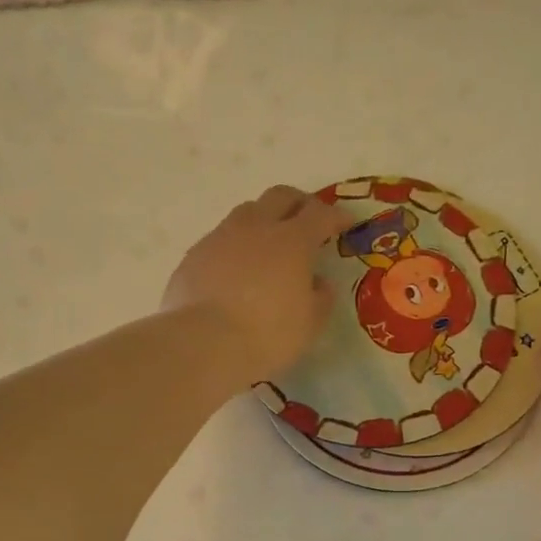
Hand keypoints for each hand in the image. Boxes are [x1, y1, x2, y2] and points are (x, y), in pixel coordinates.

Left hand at [163, 186, 349, 385]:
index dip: (336, 216)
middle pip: (281, 196)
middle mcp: (257, 227)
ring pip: (247, 212)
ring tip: (268, 245)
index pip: (321, 214)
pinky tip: (235, 271)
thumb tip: (318, 283)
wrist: (203, 343)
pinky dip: (235, 247)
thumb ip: (320, 298)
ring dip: (263, 221)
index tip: (346, 223)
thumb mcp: (309, 324)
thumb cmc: (267, 335)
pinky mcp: (194, 255)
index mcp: (293, 241)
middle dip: (299, 203)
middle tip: (307, 221)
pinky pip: (220, 240)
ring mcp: (221, 237)